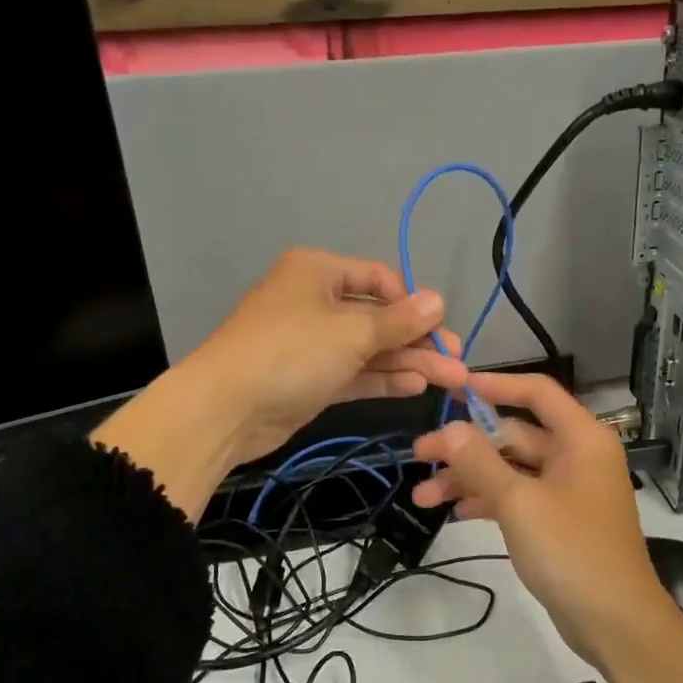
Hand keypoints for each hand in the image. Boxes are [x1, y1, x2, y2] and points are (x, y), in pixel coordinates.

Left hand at [94, 250, 467, 519]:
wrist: (225, 409)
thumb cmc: (290, 353)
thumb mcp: (351, 332)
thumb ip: (398, 321)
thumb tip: (438, 300)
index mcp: (318, 272)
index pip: (379, 279)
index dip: (412, 303)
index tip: (439, 329)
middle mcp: (316, 301)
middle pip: (378, 317)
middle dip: (418, 340)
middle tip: (458, 362)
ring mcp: (312, 343)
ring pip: (370, 348)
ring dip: (408, 362)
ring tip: (451, 380)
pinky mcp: (311, 378)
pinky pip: (355, 372)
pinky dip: (383, 378)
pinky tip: (416, 386)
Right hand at [410, 372, 677, 668]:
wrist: (615, 622)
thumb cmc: (573, 551)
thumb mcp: (519, 502)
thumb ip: (480, 462)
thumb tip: (449, 427)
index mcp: (580, 439)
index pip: (536, 392)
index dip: (495, 385)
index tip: (453, 389)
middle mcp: (576, 456)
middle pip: (514, 435)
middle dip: (466, 447)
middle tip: (418, 456)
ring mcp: (567, 490)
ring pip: (510, 469)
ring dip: (469, 478)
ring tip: (422, 497)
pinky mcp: (557, 520)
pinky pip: (517, 497)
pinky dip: (488, 500)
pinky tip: (455, 512)